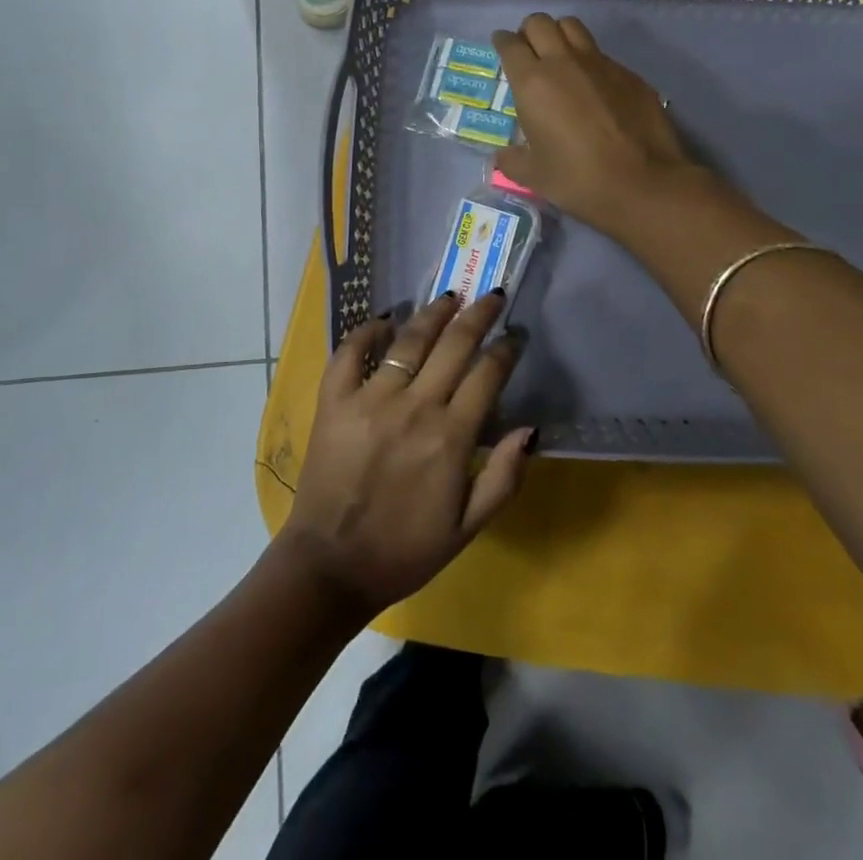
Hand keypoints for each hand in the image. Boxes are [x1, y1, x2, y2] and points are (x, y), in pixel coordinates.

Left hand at [277, 294, 533, 616]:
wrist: (331, 567)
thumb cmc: (405, 550)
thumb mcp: (468, 528)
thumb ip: (504, 477)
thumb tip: (531, 428)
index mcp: (450, 438)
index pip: (487, 375)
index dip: (506, 349)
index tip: (516, 336)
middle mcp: (414, 407)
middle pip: (454, 344)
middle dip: (478, 315)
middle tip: (492, 296)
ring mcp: (370, 399)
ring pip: (408, 340)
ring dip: (433, 314)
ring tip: (449, 297)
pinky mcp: (335, 401)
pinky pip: (350, 352)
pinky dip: (367, 330)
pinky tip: (384, 319)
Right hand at [493, 13, 696, 234]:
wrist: (642, 183)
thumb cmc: (577, 179)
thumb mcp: (533, 176)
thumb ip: (512, 160)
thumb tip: (504, 155)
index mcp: (532, 83)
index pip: (510, 45)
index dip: (502, 42)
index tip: (502, 46)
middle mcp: (564, 62)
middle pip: (540, 23)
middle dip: (529, 31)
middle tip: (529, 50)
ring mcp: (601, 64)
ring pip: (573, 27)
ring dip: (560, 34)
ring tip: (559, 56)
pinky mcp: (629, 74)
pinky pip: (602, 54)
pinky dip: (590, 61)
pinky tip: (594, 86)